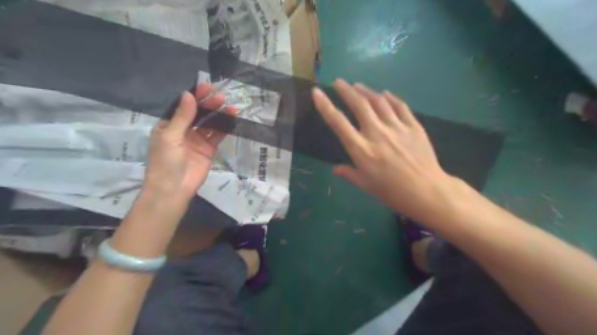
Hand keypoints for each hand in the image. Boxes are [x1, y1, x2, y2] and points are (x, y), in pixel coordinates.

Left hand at [144, 83, 234, 201]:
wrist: (174, 188)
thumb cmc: (165, 161)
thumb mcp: (171, 136)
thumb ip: (182, 116)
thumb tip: (189, 94)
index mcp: (170, 125)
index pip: (183, 107)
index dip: (195, 97)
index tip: (207, 87)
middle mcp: (184, 130)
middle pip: (198, 114)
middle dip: (209, 105)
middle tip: (222, 98)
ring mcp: (197, 140)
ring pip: (209, 124)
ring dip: (219, 115)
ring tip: (230, 107)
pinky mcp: (209, 149)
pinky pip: (217, 136)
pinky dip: (224, 128)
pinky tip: (231, 120)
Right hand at [312, 79, 451, 219]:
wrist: (426, 191)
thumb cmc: (392, 191)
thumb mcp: (365, 185)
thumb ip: (349, 174)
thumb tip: (335, 170)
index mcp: (361, 149)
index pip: (338, 123)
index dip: (325, 106)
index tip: (317, 93)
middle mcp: (376, 133)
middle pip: (359, 104)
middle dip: (346, 90)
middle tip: (338, 82)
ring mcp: (396, 127)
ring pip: (378, 101)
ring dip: (366, 91)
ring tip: (357, 85)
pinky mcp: (413, 126)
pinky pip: (400, 106)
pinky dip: (391, 98)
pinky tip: (385, 93)